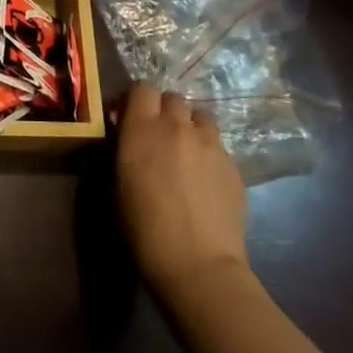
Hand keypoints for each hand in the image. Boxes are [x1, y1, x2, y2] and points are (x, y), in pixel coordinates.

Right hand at [117, 84, 249, 298]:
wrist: (197, 264)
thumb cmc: (143, 229)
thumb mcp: (118, 185)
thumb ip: (124, 150)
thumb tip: (128, 137)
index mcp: (143, 129)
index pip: (142, 88)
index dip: (137, 99)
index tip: (130, 117)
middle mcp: (178, 127)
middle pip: (173, 97)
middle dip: (164, 111)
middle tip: (158, 136)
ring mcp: (211, 144)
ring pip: (201, 117)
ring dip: (190, 127)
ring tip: (186, 152)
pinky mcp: (234, 165)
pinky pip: (218, 146)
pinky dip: (209, 154)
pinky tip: (205, 181)